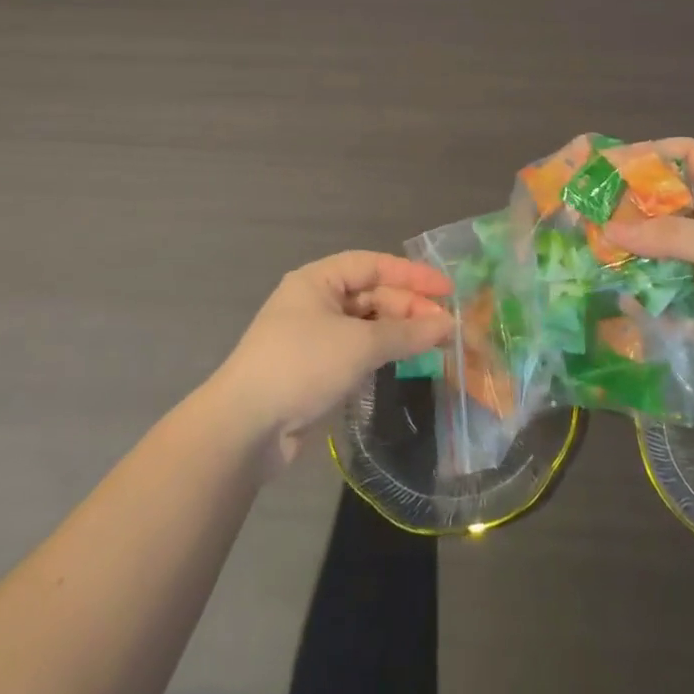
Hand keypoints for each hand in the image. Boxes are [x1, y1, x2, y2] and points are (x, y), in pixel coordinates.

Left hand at [211, 251, 454, 472]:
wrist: (244, 428)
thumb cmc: (302, 366)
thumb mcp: (360, 344)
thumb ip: (407, 332)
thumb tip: (448, 324)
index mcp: (318, 279)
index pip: (374, 265)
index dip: (412, 275)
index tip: (448, 289)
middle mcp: (315, 300)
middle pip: (372, 294)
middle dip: (409, 307)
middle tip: (445, 326)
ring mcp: (313, 335)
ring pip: (366, 323)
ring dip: (398, 331)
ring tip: (434, 344)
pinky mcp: (314, 368)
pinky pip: (356, 349)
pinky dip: (381, 352)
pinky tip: (404, 361)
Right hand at [605, 139, 693, 393]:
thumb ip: (668, 237)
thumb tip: (608, 231)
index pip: (688, 155)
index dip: (654, 151)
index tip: (615, 163)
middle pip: (661, 202)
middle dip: (627, 204)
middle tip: (586, 209)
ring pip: (654, 248)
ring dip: (626, 250)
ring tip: (587, 250)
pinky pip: (657, 291)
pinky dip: (637, 293)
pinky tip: (613, 295)